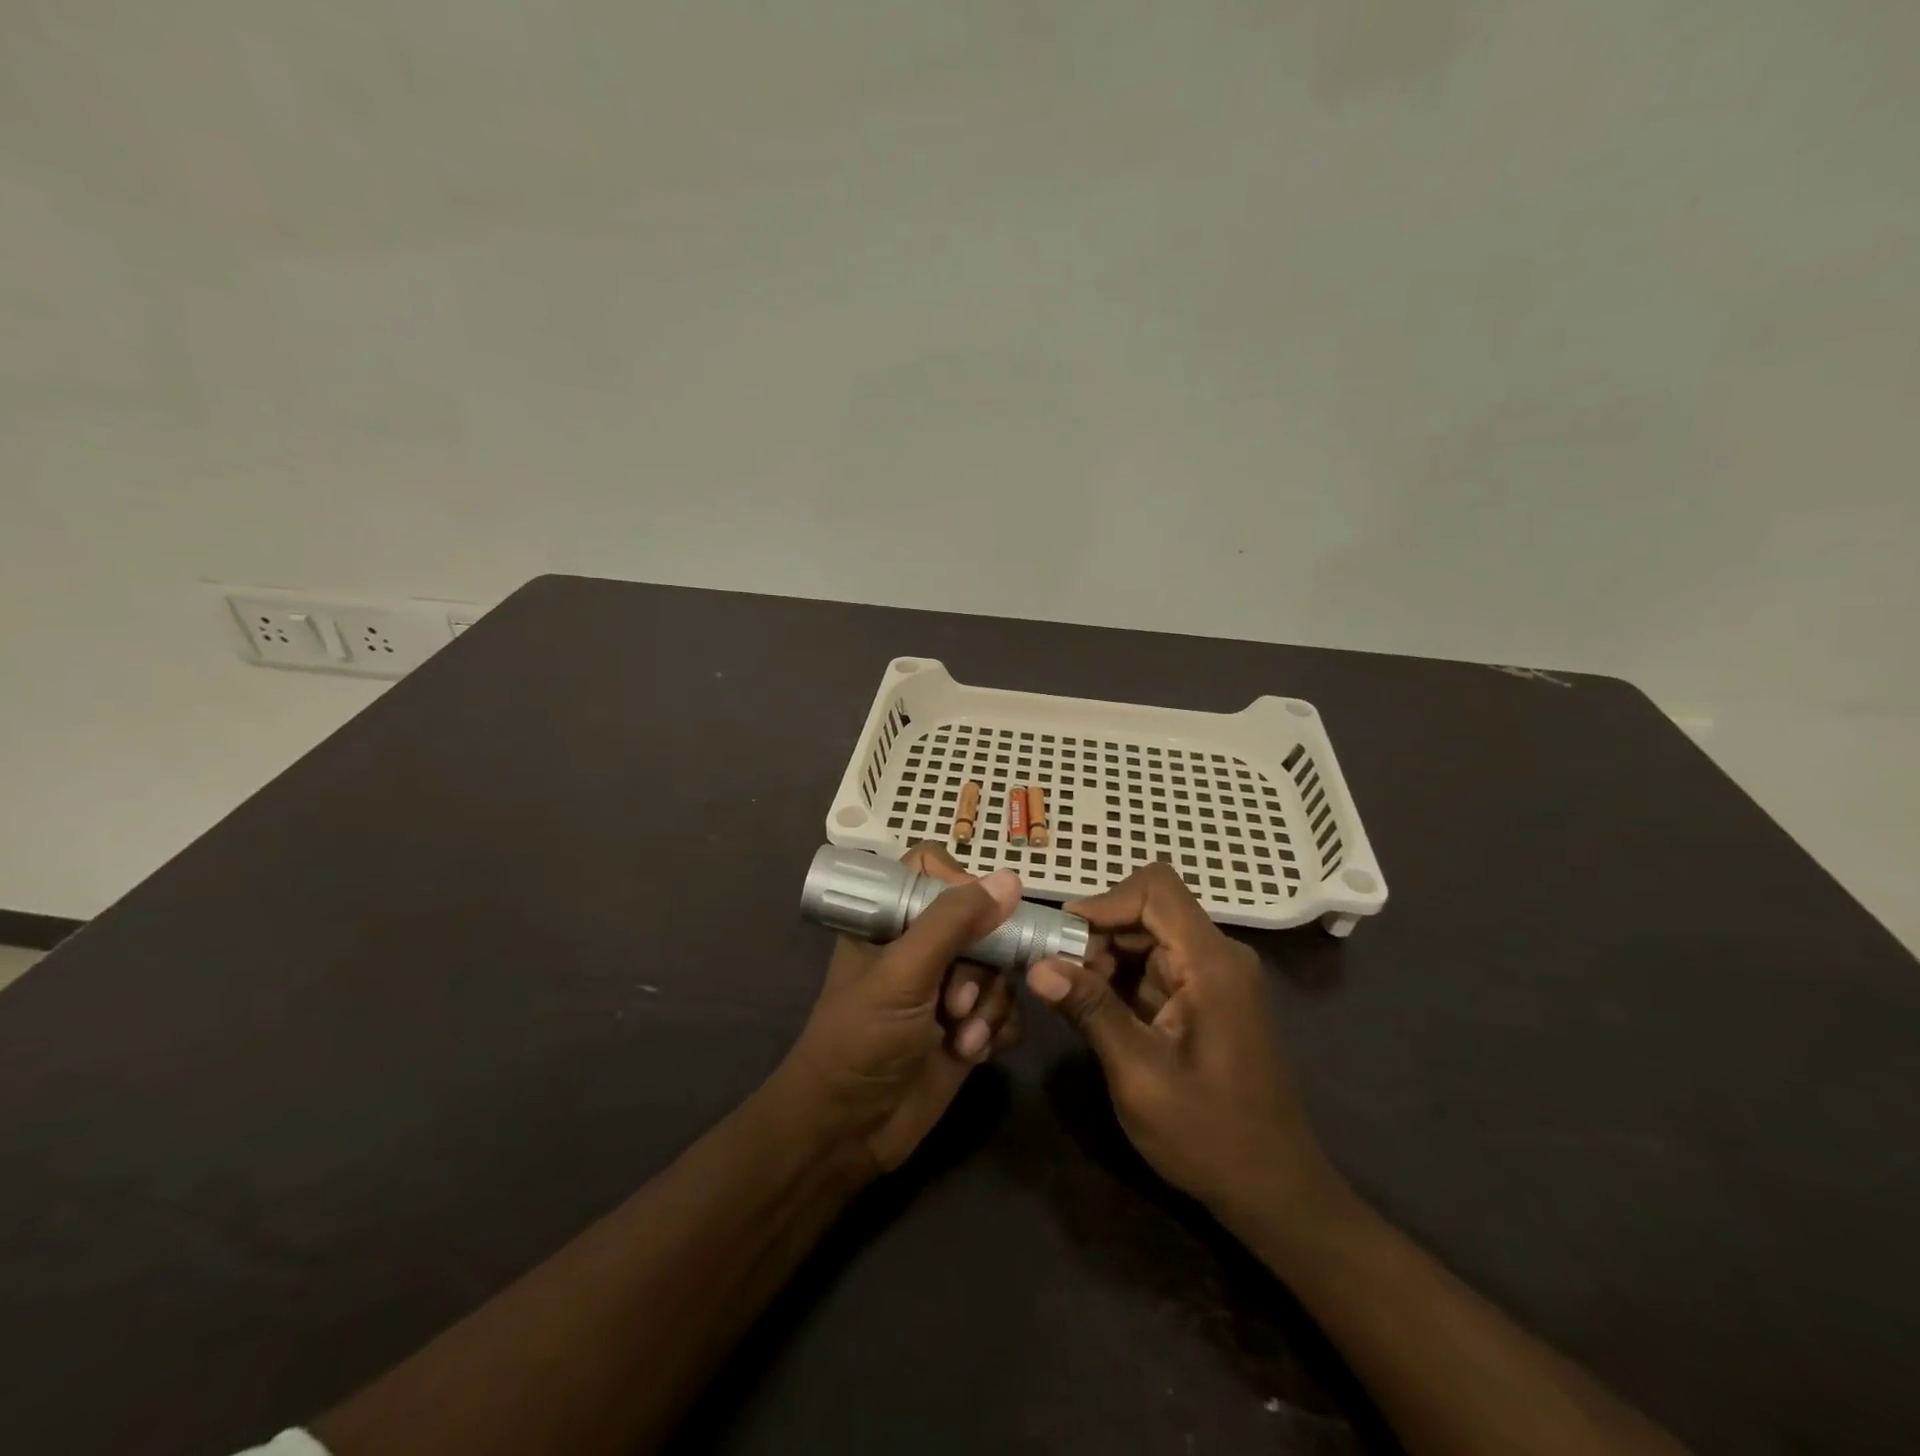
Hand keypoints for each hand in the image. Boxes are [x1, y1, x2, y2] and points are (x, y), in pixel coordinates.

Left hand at [780, 845, 1024, 1174]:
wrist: (848, 1132)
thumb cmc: (861, 1039)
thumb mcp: (903, 973)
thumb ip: (954, 923)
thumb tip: (1010, 879)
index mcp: (890, 919)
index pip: (934, 871)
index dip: (960, 886)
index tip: (974, 917)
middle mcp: (921, 946)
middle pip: (980, 922)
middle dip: (979, 967)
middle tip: (956, 1004)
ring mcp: (947, 987)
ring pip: (999, 968)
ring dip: (989, 1006)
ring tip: (962, 1039)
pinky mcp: (967, 1026)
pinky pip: (1007, 1007)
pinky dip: (999, 1029)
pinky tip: (976, 1052)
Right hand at [1025, 863, 1338, 1221]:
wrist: (1273, 1191)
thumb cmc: (1208, 1135)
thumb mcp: (1138, 1073)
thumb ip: (1090, 1010)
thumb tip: (1037, 965)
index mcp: (1212, 963)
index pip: (1155, 889)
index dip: (1104, 901)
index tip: (1062, 938)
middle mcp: (1218, 956)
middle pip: (1148, 909)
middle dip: (1097, 934)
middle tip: (1058, 975)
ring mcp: (1215, 976)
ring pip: (1147, 936)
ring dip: (1105, 957)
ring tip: (1073, 998)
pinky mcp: (1206, 997)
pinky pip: (1156, 965)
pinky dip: (1121, 978)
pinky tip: (1098, 1012)